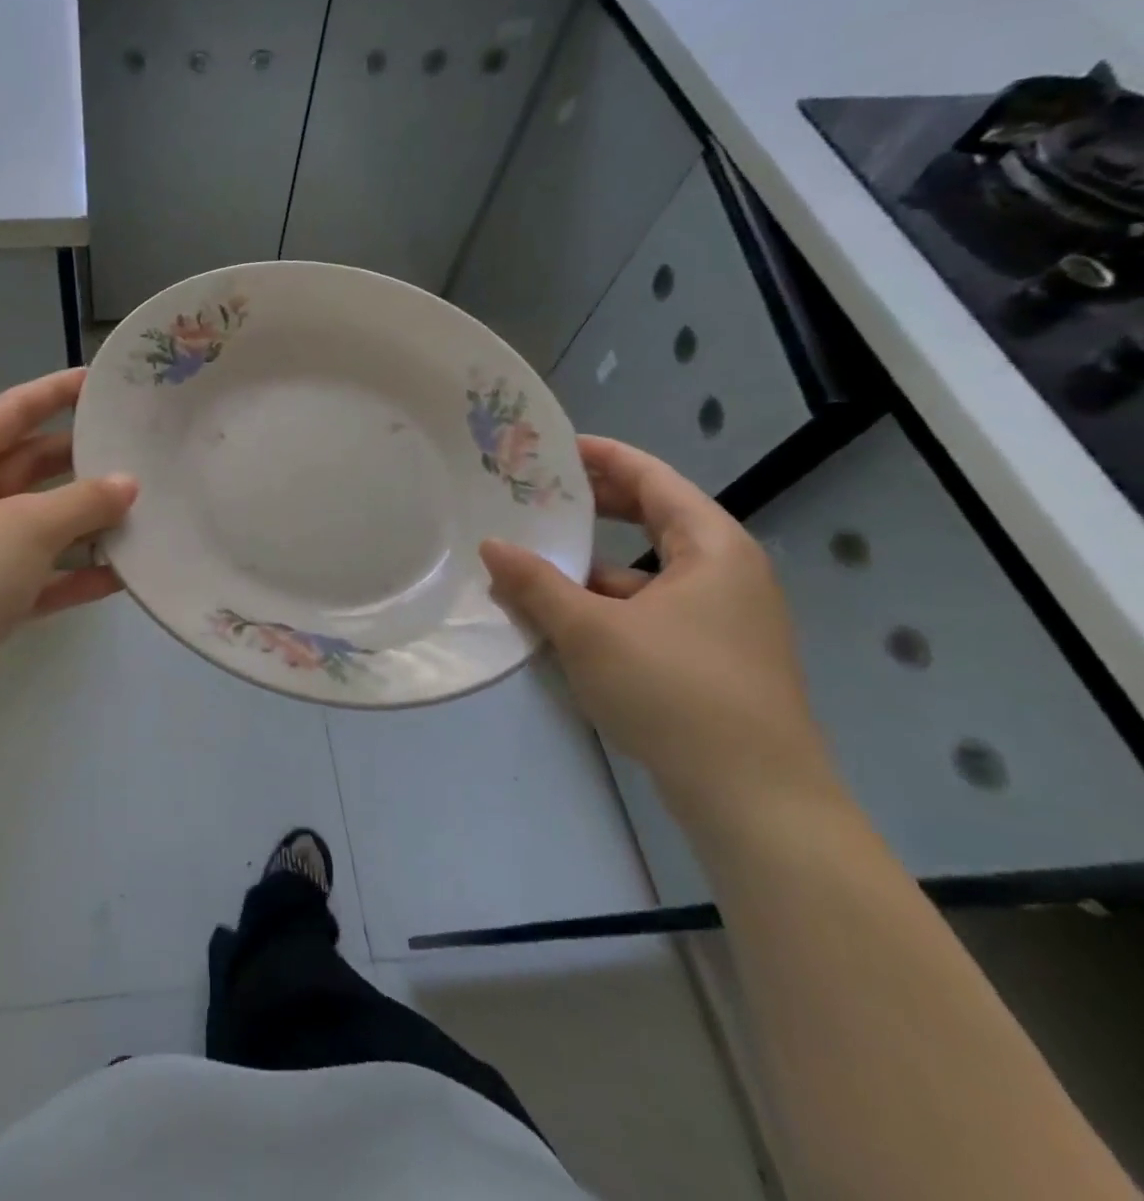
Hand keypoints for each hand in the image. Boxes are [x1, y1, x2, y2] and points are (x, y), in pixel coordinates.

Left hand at [0, 369, 137, 737]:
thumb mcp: (23, 528)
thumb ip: (82, 502)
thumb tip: (129, 484)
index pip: (10, 411)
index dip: (57, 393)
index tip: (103, 381)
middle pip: (29, 469)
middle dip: (82, 464)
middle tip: (141, 452)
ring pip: (38, 526)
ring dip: (86, 524)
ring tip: (145, 512)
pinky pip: (38, 576)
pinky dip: (75, 574)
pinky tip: (123, 574)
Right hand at [480, 436, 841, 825]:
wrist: (753, 798)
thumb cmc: (674, 691)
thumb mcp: (590, 630)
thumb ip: (537, 583)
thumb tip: (491, 545)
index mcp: (712, 548)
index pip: (652, 479)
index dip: (603, 457)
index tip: (553, 447)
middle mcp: (726, 573)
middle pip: (653, 519)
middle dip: (594, 507)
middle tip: (536, 496)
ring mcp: (723, 619)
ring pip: (647, 572)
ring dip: (592, 566)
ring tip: (533, 561)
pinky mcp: (712, 658)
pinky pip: (650, 610)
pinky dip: (607, 605)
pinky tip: (563, 620)